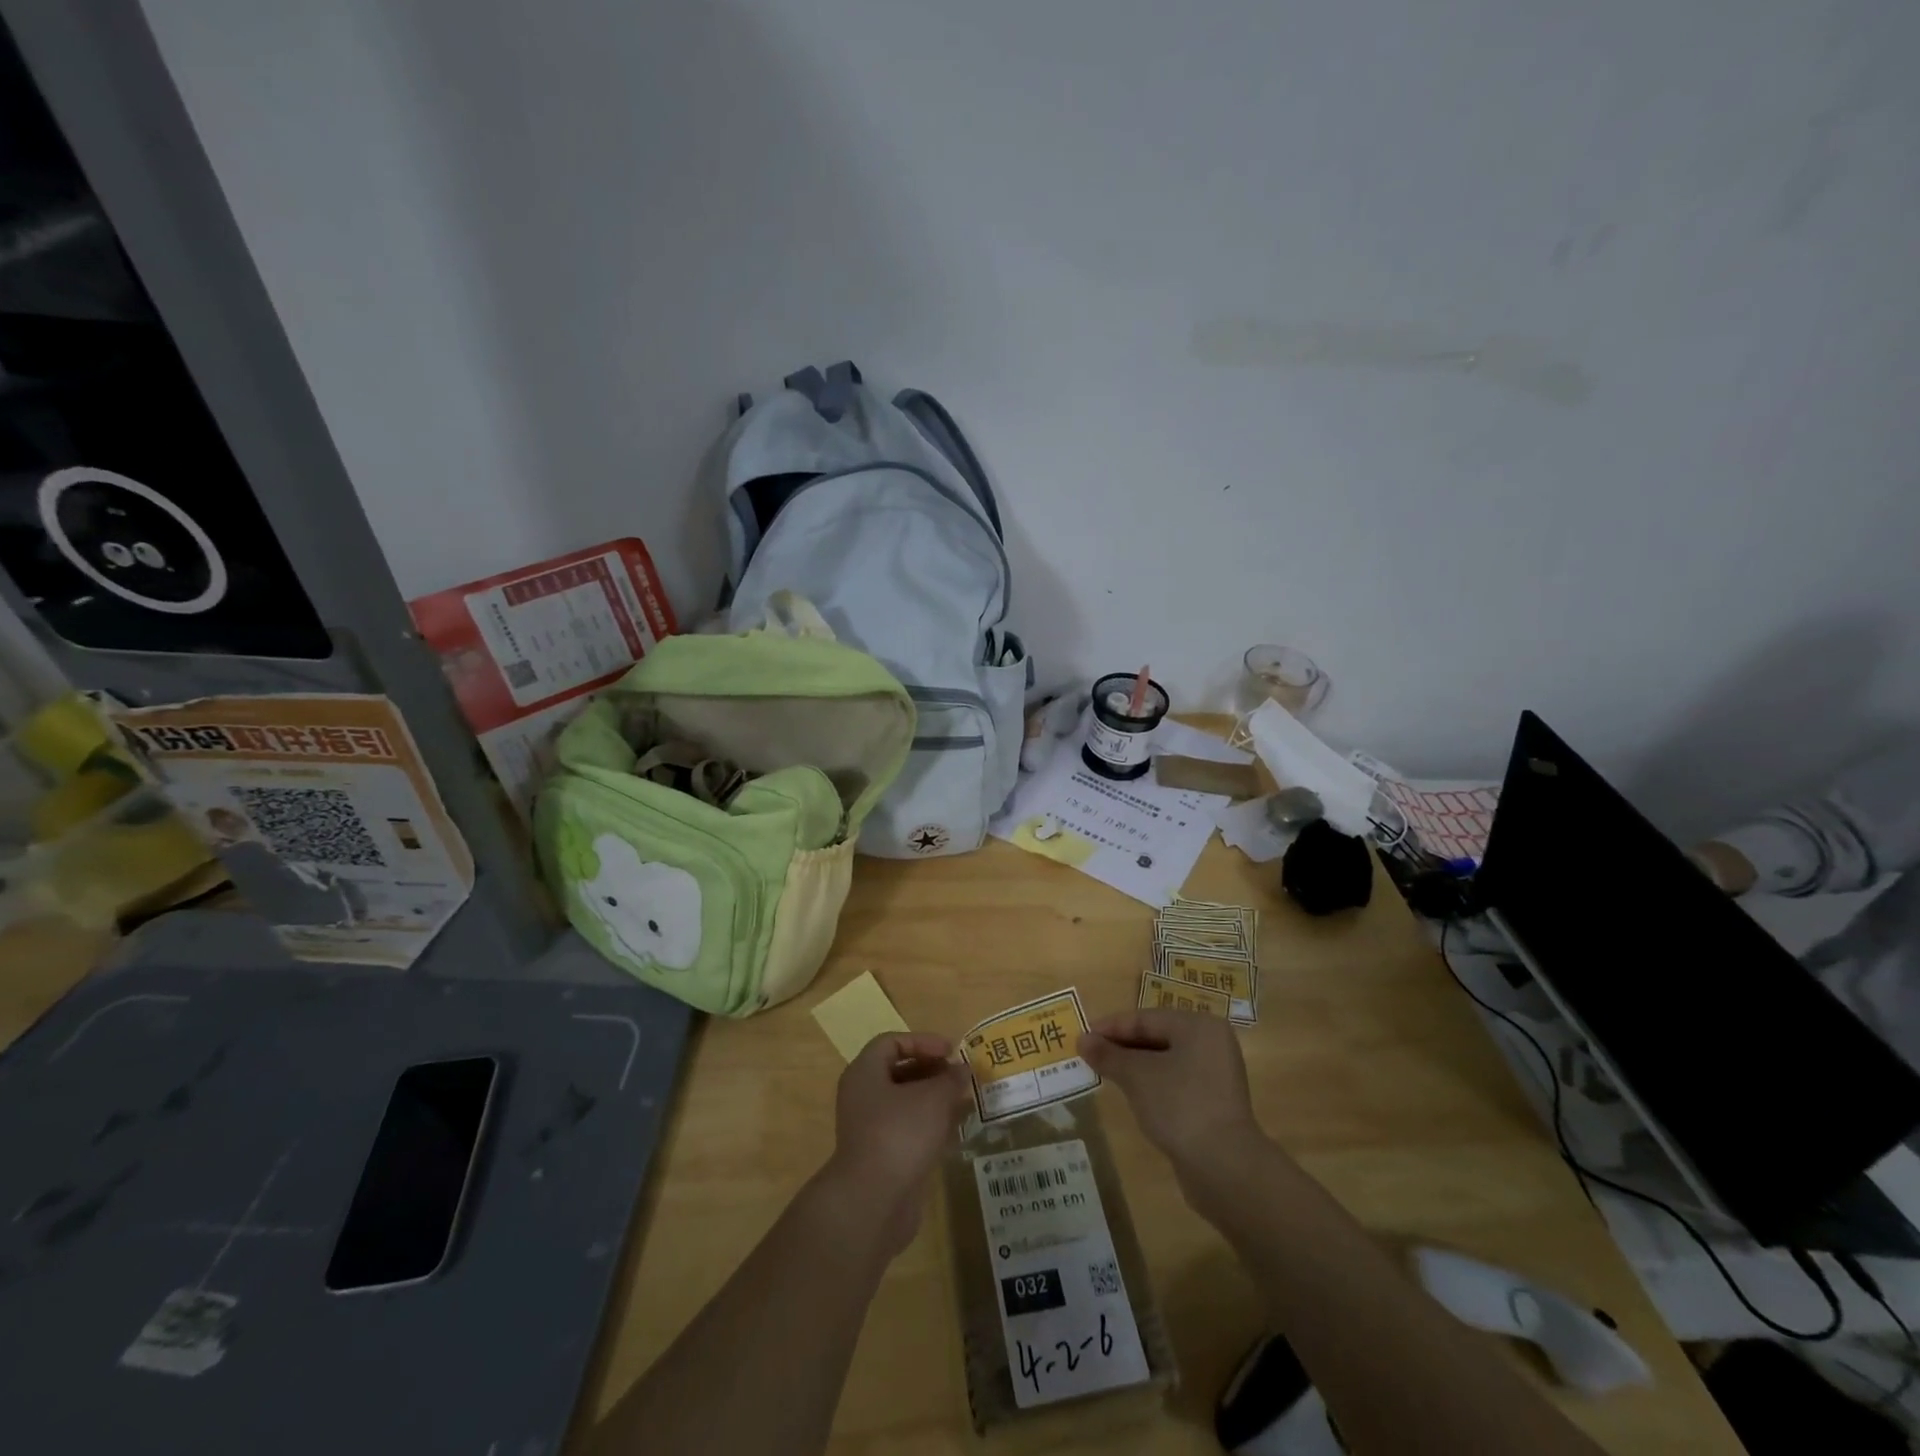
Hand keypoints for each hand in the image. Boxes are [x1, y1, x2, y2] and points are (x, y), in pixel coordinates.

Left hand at [822, 1032, 971, 1253]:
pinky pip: (907, 1129)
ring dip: (934, 1099)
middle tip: (959, 1076)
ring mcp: (869, 1128)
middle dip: (932, 1071)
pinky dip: (929, 1125)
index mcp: (865, 1073)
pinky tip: (954, 1132)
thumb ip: (951, 1080)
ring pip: (904, 1103)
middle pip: (898, 1071)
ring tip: (964, 1101)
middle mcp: (862, 1096)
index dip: (923, 1041)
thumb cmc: (900, 1134)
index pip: (892, 1042)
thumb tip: (962, 1070)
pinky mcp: (881, 1156)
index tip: (951, 1051)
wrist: (873, 1202)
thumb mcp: (933, 1099)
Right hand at [1080, 1010, 1264, 1173]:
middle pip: (1157, 1037)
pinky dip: (1152, 1085)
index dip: (1111, 1027)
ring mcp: (1216, 1075)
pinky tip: (1131, 1095)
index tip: (1083, 1036)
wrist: (1224, 1166)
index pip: (1146, 1018)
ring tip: (1104, 1073)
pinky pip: (1175, 1083)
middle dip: (1122, 1047)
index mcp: (1198, 1026)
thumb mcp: (1136, 1076)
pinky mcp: (1215, 1103)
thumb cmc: (1179, 1105)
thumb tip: (1083, 1040)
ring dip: (1134, 1067)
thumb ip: (1108, 1055)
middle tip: (1089, 1055)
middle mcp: (1212, 1043)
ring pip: (1165, 1061)